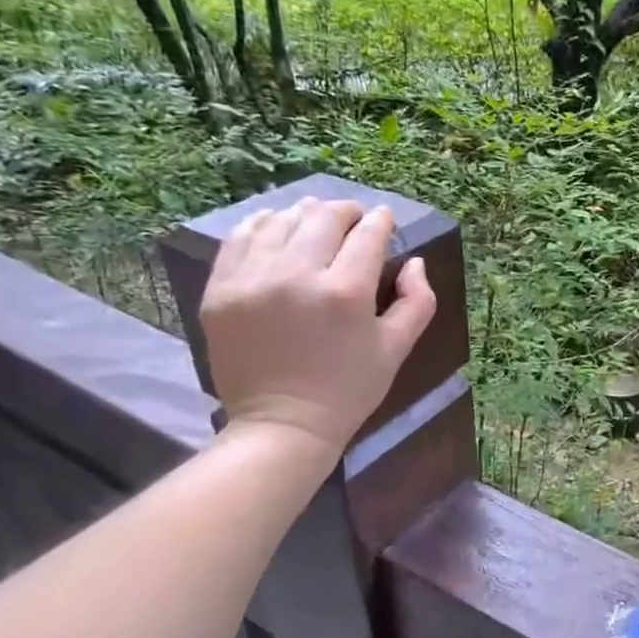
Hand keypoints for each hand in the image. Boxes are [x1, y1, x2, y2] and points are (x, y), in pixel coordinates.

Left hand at [199, 197, 436, 456]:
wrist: (283, 425)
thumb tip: (414, 261)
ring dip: (305, 214)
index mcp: (346, 292)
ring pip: (281, 220)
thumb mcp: (397, 349)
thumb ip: (417, 300)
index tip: (384, 219)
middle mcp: (297, 276)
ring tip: (316, 221)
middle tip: (353, 218)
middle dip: (346, 211)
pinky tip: (277, 229)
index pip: (368, 234)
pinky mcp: (221, 290)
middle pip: (324, 217)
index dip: (381, 221)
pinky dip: (263, 226)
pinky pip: (240, 238)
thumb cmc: (349, 390)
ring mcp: (252, 280)